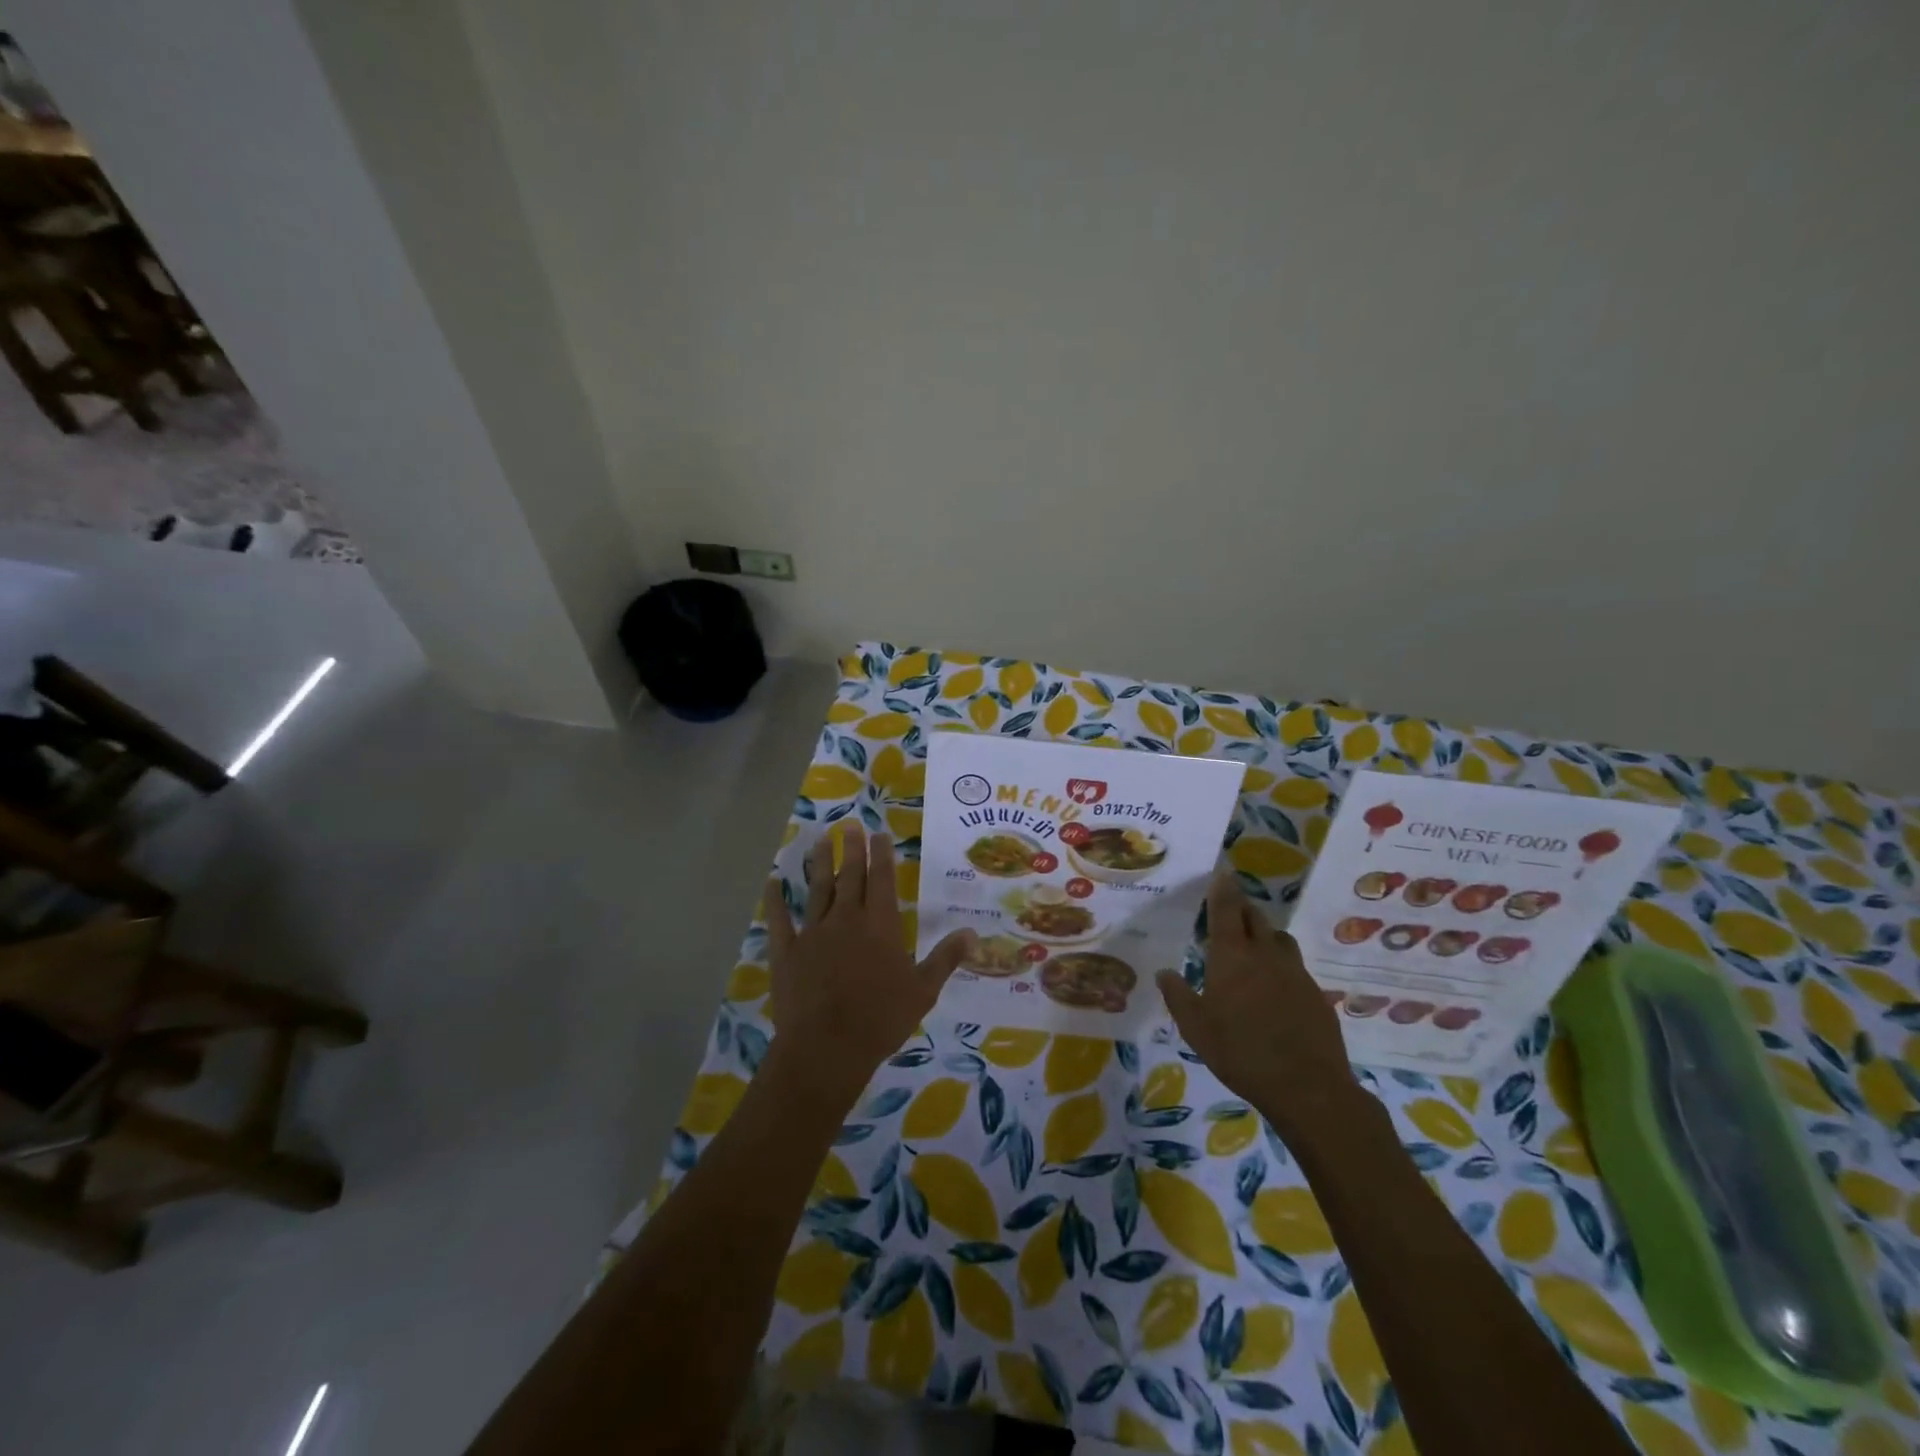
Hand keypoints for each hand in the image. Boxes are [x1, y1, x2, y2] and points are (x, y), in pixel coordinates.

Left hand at [764, 825, 974, 1110]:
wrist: (827, 1047)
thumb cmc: (881, 1019)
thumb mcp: (923, 990)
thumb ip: (945, 958)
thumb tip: (971, 932)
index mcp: (880, 925)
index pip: (882, 879)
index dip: (881, 854)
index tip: (879, 833)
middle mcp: (846, 919)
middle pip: (850, 876)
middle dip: (851, 849)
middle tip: (850, 825)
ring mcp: (813, 932)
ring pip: (816, 889)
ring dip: (819, 864)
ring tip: (820, 841)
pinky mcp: (786, 951)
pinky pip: (779, 919)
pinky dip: (775, 900)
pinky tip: (772, 882)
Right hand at [1157, 874, 1358, 1133]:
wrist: (1308, 1087)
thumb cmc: (1241, 1053)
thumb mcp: (1196, 1028)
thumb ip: (1178, 996)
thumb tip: (1163, 972)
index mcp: (1232, 956)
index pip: (1227, 909)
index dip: (1223, 889)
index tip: (1223, 871)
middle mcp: (1265, 954)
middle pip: (1255, 917)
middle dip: (1242, 908)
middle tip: (1230, 910)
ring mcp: (1295, 973)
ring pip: (1279, 939)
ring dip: (1265, 934)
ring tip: (1253, 946)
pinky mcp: (1316, 994)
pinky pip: (1295, 966)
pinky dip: (1281, 964)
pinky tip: (1275, 987)